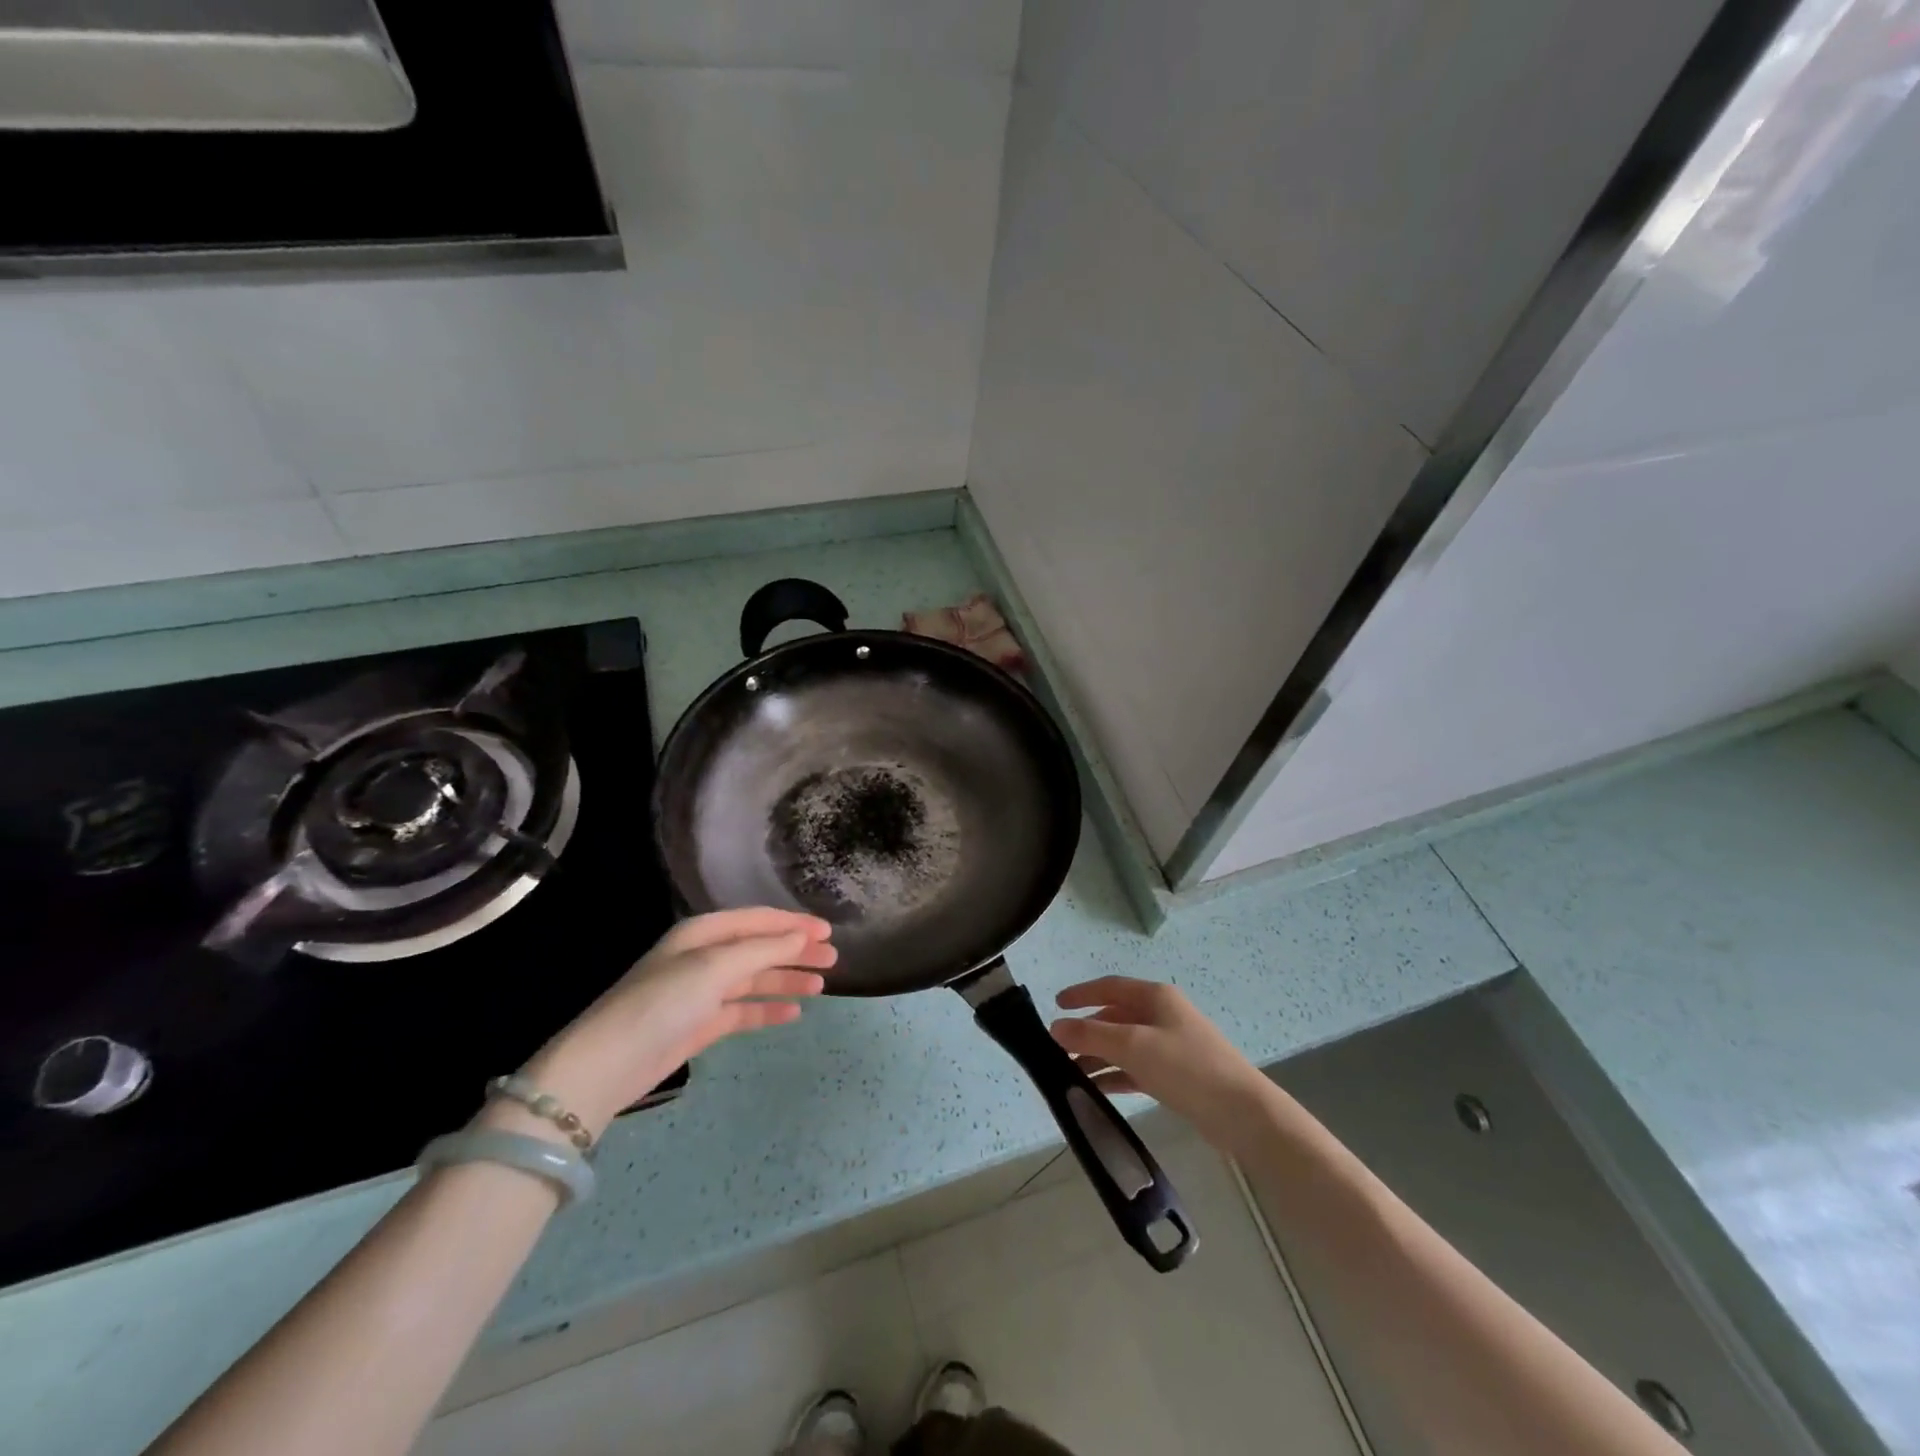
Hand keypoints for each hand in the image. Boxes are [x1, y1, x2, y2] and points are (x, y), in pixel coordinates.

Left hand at [514, 909, 835, 1136]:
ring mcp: (701, 992)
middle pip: (760, 948)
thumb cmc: (663, 1002)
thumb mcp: (715, 967)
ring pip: (755, 979)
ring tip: (822, 985)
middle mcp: (703, 957)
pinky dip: (768, 1010)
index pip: (758, 920)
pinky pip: (743, 1010)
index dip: (794, 924)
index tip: (829, 931)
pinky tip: (793, 1013)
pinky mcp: (700, 1025)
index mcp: (703, 933)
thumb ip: (762, 950)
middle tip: (833, 958)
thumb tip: (801, 938)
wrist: (609, 1063)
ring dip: (787, 979)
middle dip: (796, 951)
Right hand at [1050, 977, 1272, 1153]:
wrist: (1242, 1113)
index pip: (1109, 987)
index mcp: (1155, 997)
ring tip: (1069, 1075)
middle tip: (1057, 1050)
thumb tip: (1055, 1027)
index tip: (1055, 1005)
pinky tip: (1096, 1090)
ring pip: (1123, 1045)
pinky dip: (1114, 1075)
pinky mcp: (1175, 1074)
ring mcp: (1170, 1045)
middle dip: (1086, 1031)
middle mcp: (1162, 1015)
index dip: (1081, 993)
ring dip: (1097, 1056)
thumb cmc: (1186, 1067)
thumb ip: (1091, 1035)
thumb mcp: (1133, 1046)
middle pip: (1115, 1017)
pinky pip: (1135, 1068)